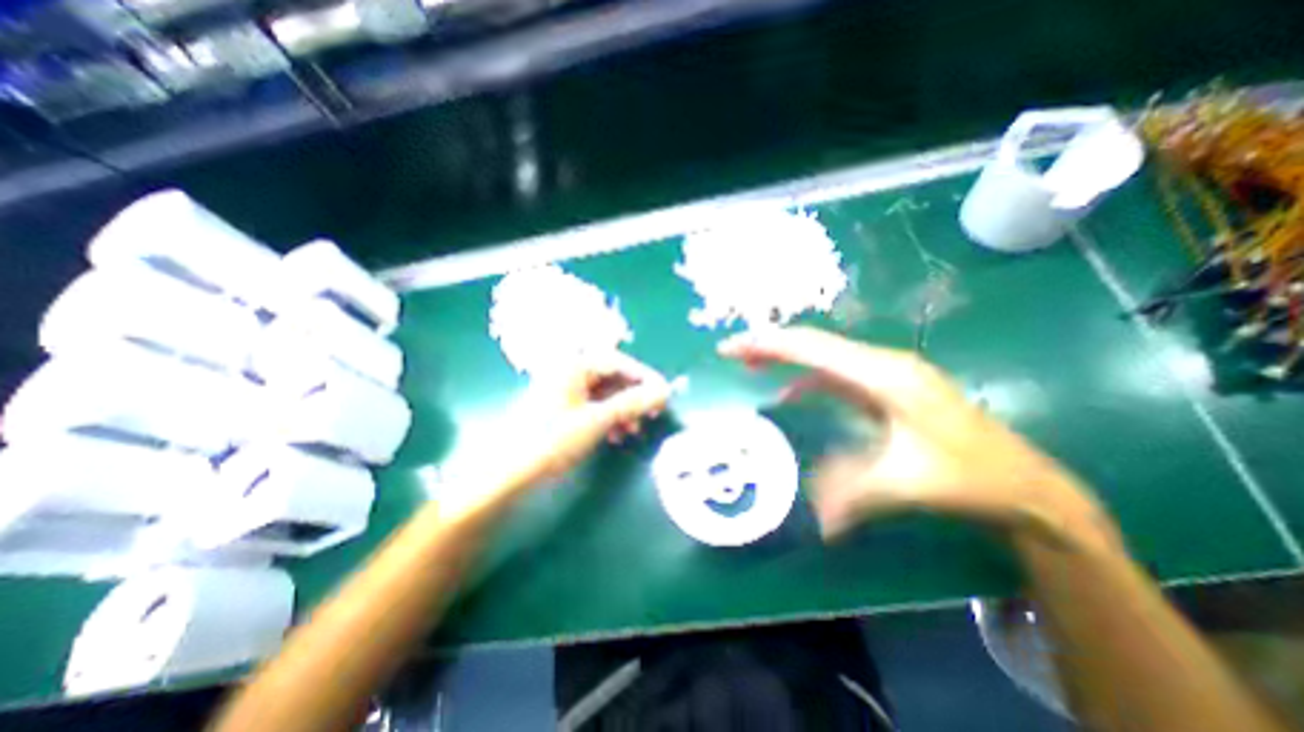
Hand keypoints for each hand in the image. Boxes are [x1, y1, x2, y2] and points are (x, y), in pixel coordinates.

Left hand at [513, 351, 670, 488]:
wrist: (508, 473)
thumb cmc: (551, 440)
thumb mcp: (597, 420)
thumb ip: (632, 403)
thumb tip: (665, 391)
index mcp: (574, 365)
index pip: (618, 362)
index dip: (644, 377)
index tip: (664, 394)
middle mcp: (569, 372)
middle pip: (612, 377)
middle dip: (634, 397)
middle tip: (653, 414)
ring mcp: (564, 391)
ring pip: (604, 394)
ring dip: (623, 410)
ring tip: (634, 430)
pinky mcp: (562, 409)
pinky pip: (593, 407)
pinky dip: (609, 419)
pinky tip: (616, 436)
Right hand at [717, 327, 1114, 548]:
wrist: (1027, 485)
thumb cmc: (972, 478)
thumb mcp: (908, 485)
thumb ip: (851, 494)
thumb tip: (812, 518)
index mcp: (885, 375)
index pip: (814, 349)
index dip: (768, 344)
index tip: (731, 347)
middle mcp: (883, 364)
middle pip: (815, 344)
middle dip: (770, 344)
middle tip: (732, 352)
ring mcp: (886, 374)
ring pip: (824, 356)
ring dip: (787, 358)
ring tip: (752, 365)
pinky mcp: (887, 388)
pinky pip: (836, 375)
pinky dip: (807, 378)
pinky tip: (792, 393)